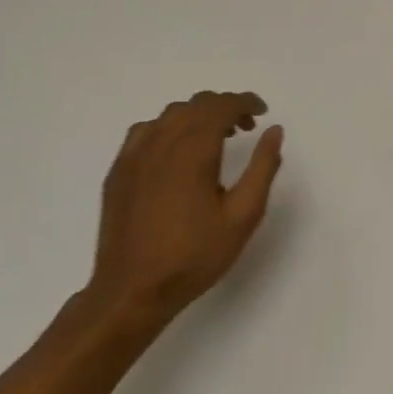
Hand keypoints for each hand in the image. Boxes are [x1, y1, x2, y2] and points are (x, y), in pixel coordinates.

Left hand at [83, 92, 284, 337]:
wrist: (132, 291)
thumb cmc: (195, 256)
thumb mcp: (243, 215)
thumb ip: (262, 168)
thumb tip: (274, 131)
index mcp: (194, 151)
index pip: (221, 106)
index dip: (245, 102)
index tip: (262, 112)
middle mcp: (161, 143)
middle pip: (196, 105)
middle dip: (225, 107)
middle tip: (246, 128)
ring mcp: (134, 156)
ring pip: (170, 115)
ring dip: (198, 115)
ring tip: (215, 138)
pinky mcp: (118, 171)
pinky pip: (145, 131)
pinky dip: (168, 128)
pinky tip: (177, 152)